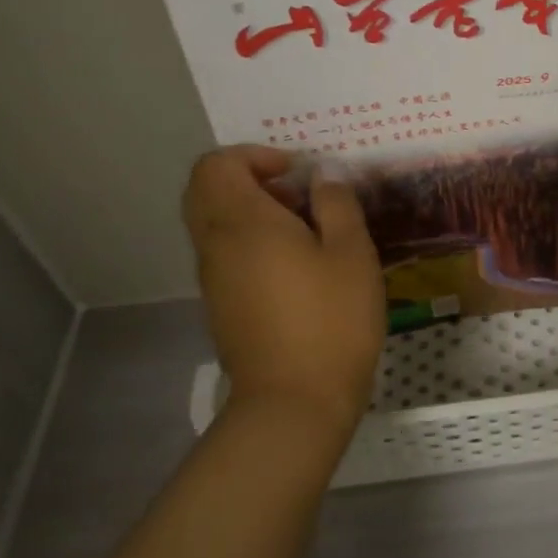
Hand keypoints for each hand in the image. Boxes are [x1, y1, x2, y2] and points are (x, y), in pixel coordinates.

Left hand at [182, 146, 384, 440]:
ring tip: (306, 231)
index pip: (217, 165)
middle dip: (249, 179)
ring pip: (214, 223)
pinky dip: (251, 242)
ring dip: (252, 212)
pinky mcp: (221, 305)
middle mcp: (216, 244)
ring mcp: (214, 278)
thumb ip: (337, 204)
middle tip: (296, 194)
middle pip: (206, 190)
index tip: (297, 173)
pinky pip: (225, 253)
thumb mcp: (351, 253)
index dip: (254, 156)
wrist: (294, 402)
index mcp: (244, 222)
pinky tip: (298, 266)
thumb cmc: (331, 319)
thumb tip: (323, 174)